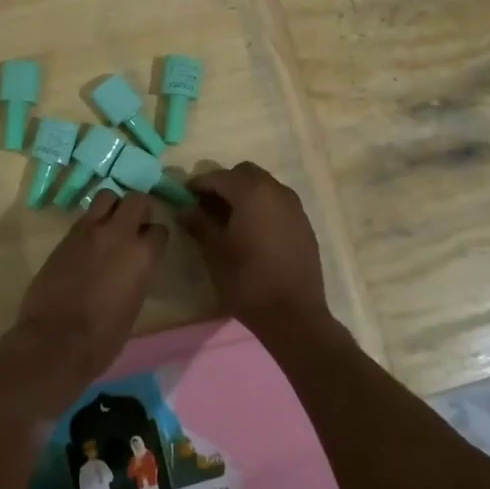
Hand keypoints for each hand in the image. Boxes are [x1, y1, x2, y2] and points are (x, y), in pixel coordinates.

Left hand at [9, 190, 167, 397]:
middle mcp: (118, 234)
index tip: (152, 246)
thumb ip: (138, 275)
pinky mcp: (65, 236)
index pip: (159, 230)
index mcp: (142, 255)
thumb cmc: (103, 337)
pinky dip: (92, 222)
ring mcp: (89, 231)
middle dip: (139, 208)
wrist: (55, 340)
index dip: (156, 237)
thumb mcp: (133, 305)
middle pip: (136, 199)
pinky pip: (85, 217)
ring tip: (111, 225)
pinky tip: (90, 242)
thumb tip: (134, 266)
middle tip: (136, 224)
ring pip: (107, 197)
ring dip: (113, 207)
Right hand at [181, 162, 329, 337]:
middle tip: (208, 206)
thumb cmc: (248, 281)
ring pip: (264, 186)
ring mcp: (295, 207)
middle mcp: (276, 191)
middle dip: (225, 184)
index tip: (185, 197)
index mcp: (252, 193)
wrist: (294, 315)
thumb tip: (185, 209)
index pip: (219, 176)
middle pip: (245, 173)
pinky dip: (263, 207)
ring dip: (245, 194)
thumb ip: (199, 223)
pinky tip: (254, 232)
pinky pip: (279, 203)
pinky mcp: (304, 224)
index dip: (199, 184)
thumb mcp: (215, 252)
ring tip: (230, 220)